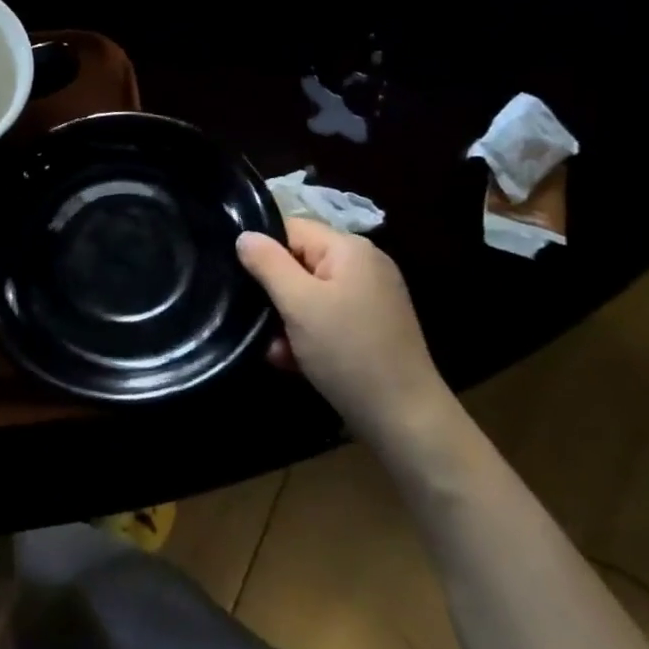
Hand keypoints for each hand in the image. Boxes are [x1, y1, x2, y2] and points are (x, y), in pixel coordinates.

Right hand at [236, 220, 451, 440]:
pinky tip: (295, 360)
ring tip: (277, 349)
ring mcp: (371, 297)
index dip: (264, 251)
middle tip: (259, 322)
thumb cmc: (347, 352)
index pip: (292, 229)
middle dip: (275, 292)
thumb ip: (267, 263)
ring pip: (309, 294)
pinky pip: (327, 317)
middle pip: (300, 262)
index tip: (245, 282)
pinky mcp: (372, 327)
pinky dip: (308, 334)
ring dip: (287, 319)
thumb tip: (244, 235)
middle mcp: (365, 265)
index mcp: (350, 249)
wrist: (404, 419)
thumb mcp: (298, 304)